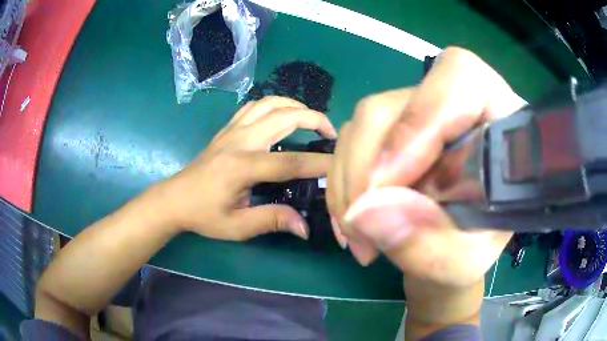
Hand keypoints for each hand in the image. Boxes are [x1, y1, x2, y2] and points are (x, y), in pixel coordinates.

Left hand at [159, 96, 336, 240]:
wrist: (174, 199)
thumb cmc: (203, 215)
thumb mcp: (237, 226)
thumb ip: (272, 221)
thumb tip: (305, 227)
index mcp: (242, 167)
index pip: (290, 162)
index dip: (319, 163)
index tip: (341, 165)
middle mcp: (240, 141)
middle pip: (285, 117)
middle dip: (315, 119)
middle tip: (332, 135)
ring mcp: (232, 130)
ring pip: (270, 103)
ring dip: (296, 106)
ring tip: (312, 120)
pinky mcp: (227, 128)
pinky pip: (255, 106)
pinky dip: (275, 105)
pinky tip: (283, 116)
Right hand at [327, 47, 526, 287]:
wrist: (460, 243)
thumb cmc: (474, 247)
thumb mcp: (463, 260)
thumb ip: (427, 243)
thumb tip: (366, 213)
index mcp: (499, 117)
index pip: (458, 80)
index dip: (417, 124)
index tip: (385, 187)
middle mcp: (456, 101)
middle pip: (392, 105)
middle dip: (364, 172)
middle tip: (359, 230)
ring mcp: (420, 108)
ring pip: (364, 123)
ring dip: (348, 184)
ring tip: (359, 237)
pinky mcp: (395, 124)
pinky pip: (352, 140)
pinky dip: (343, 184)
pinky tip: (354, 220)